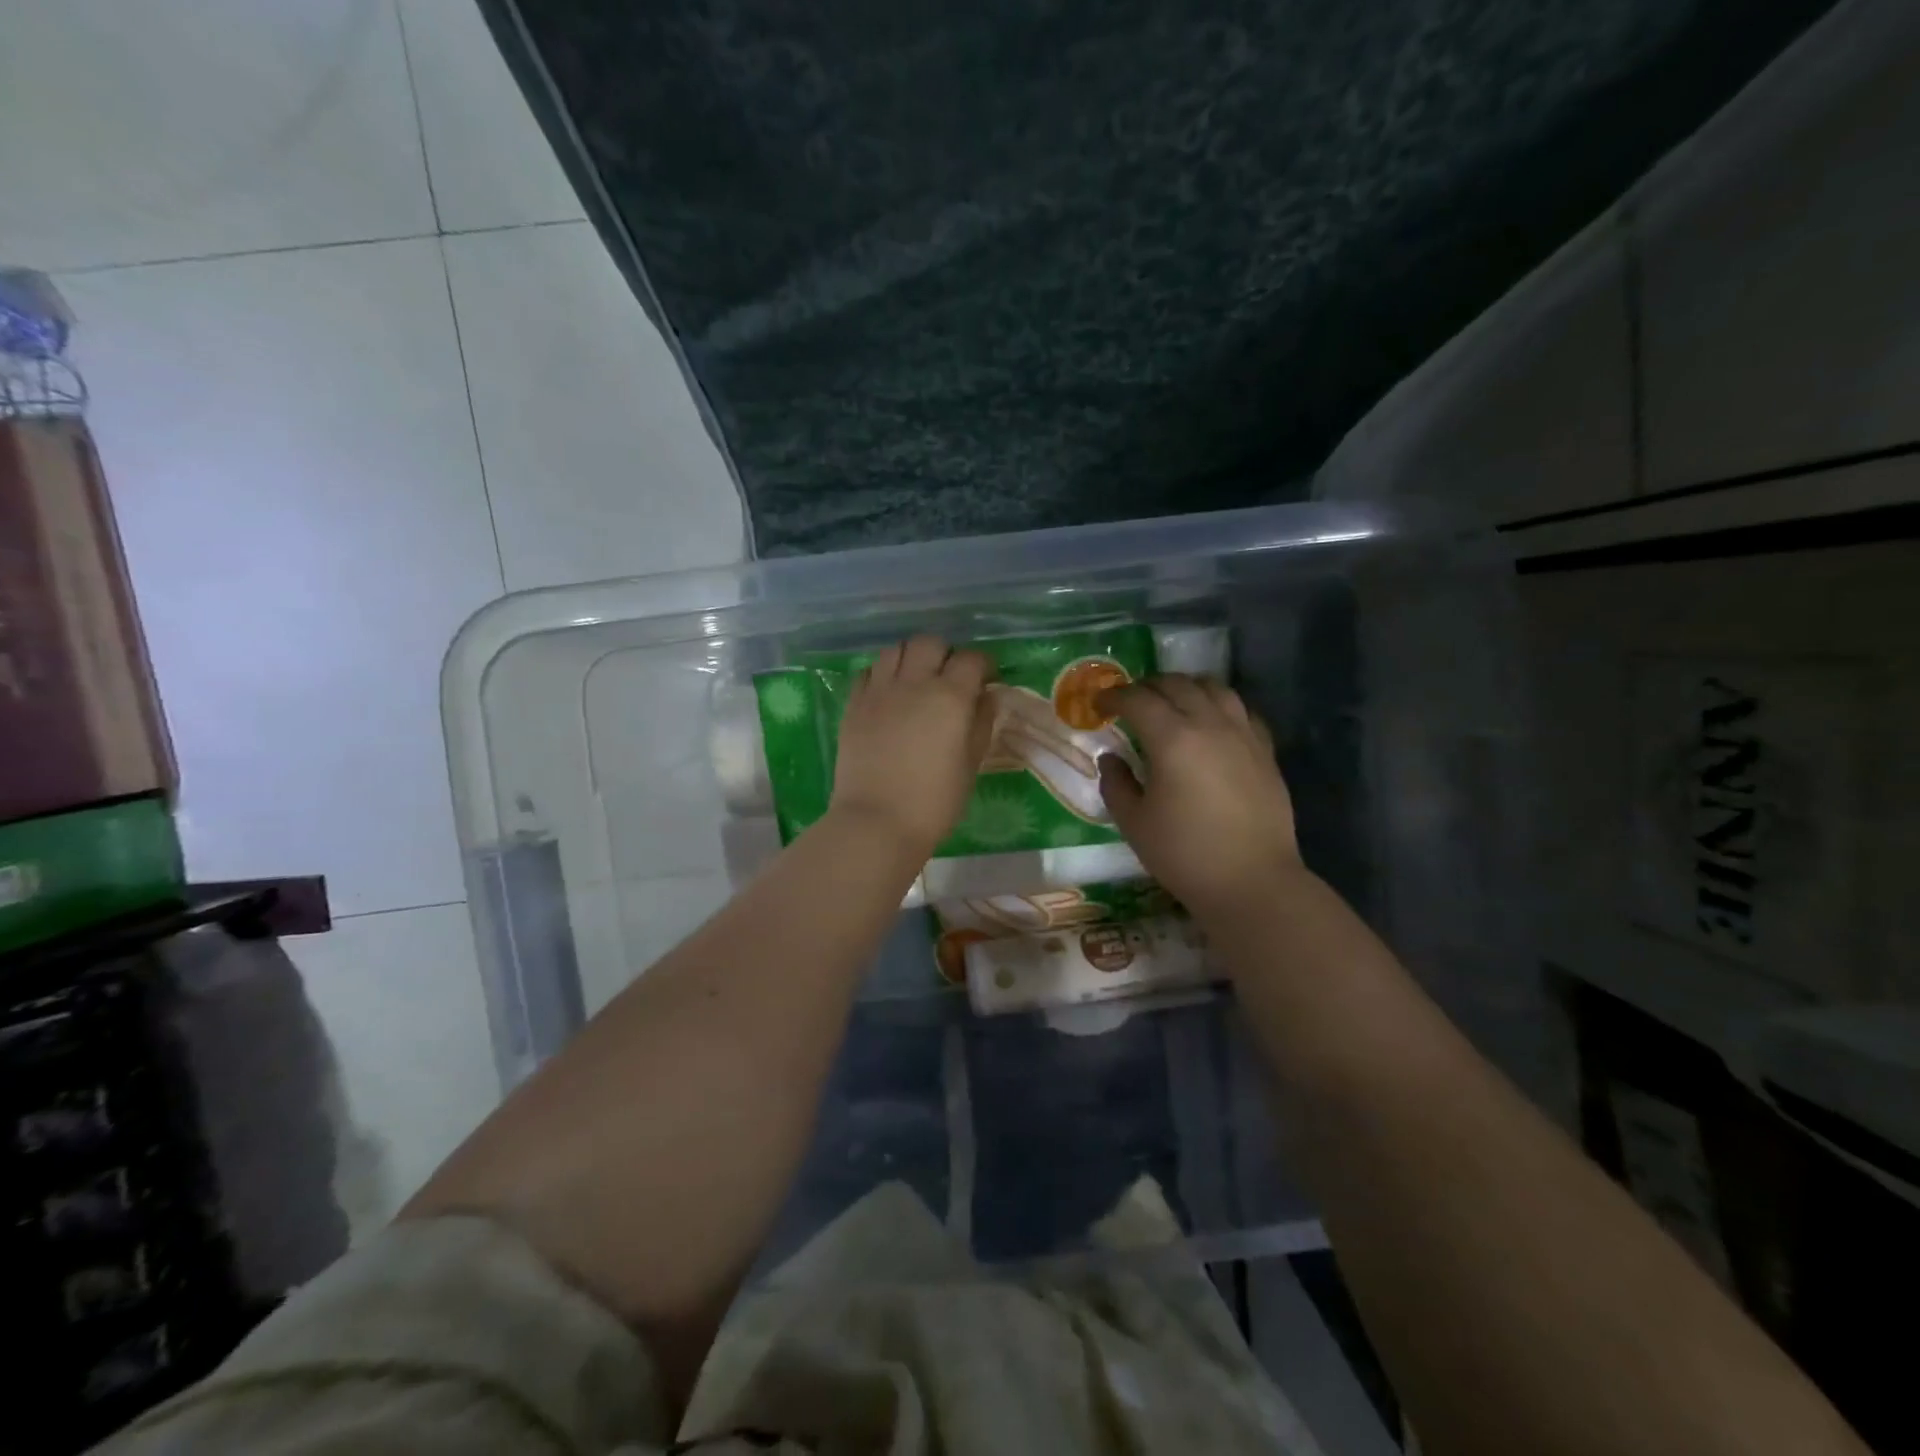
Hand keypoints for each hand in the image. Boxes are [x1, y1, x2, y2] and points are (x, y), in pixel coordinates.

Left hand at [830, 635, 996, 859]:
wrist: (876, 822)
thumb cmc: (934, 801)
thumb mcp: (971, 764)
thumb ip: (981, 724)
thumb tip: (987, 697)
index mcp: (950, 696)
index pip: (971, 659)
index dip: (983, 665)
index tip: (986, 680)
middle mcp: (913, 683)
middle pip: (929, 643)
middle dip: (944, 654)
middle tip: (949, 678)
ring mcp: (878, 691)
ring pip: (895, 650)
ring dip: (911, 658)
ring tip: (916, 681)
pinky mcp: (853, 705)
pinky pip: (868, 672)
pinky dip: (882, 674)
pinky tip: (888, 694)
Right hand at [1096, 674, 1302, 915]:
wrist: (1252, 882)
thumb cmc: (1184, 854)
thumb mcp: (1134, 823)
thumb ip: (1116, 784)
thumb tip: (1111, 758)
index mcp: (1172, 739)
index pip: (1137, 700)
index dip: (1114, 697)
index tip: (1099, 705)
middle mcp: (1209, 724)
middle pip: (1176, 685)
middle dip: (1147, 686)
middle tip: (1130, 701)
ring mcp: (1243, 734)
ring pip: (1214, 688)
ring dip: (1186, 687)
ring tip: (1171, 701)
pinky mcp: (1265, 751)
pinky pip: (1242, 710)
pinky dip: (1220, 705)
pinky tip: (1212, 721)